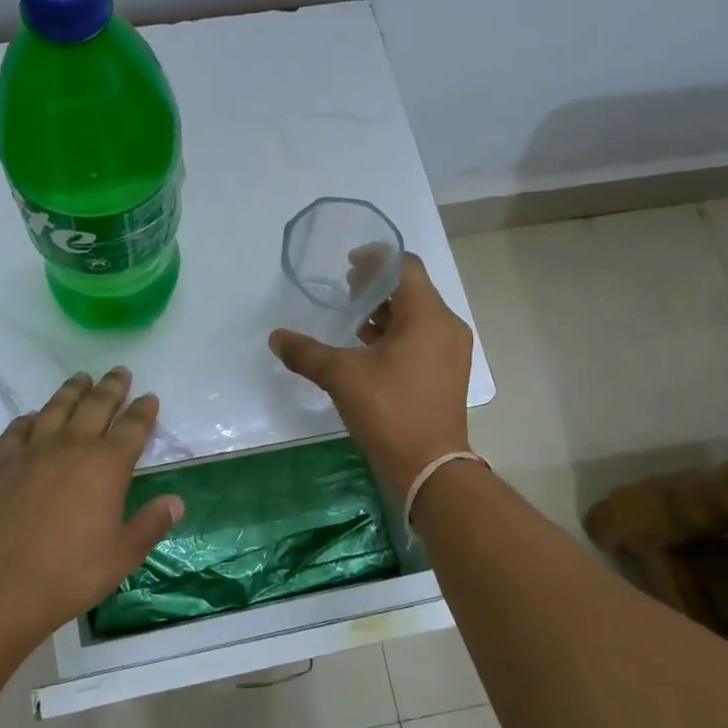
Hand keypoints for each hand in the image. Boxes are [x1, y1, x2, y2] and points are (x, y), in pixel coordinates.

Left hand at [0, 368, 183, 636]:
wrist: (1, 585)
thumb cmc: (71, 573)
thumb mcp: (122, 555)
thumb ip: (150, 524)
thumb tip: (176, 501)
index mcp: (107, 466)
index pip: (133, 427)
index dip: (144, 410)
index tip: (149, 397)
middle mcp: (72, 447)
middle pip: (96, 406)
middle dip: (111, 387)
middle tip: (120, 372)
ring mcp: (34, 452)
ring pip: (57, 408)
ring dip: (72, 391)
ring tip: (81, 378)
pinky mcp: (2, 463)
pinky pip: (18, 430)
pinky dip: (30, 419)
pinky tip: (33, 417)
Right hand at [269, 252, 473, 497]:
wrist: (428, 467)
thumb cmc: (389, 411)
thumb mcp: (341, 376)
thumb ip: (307, 352)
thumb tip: (276, 337)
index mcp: (427, 315)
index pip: (405, 266)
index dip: (375, 259)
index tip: (348, 266)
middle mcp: (446, 326)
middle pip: (412, 289)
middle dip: (377, 287)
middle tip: (346, 293)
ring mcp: (451, 351)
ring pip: (417, 316)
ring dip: (386, 313)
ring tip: (354, 323)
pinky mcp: (448, 373)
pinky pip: (422, 339)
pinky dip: (397, 336)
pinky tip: (369, 353)